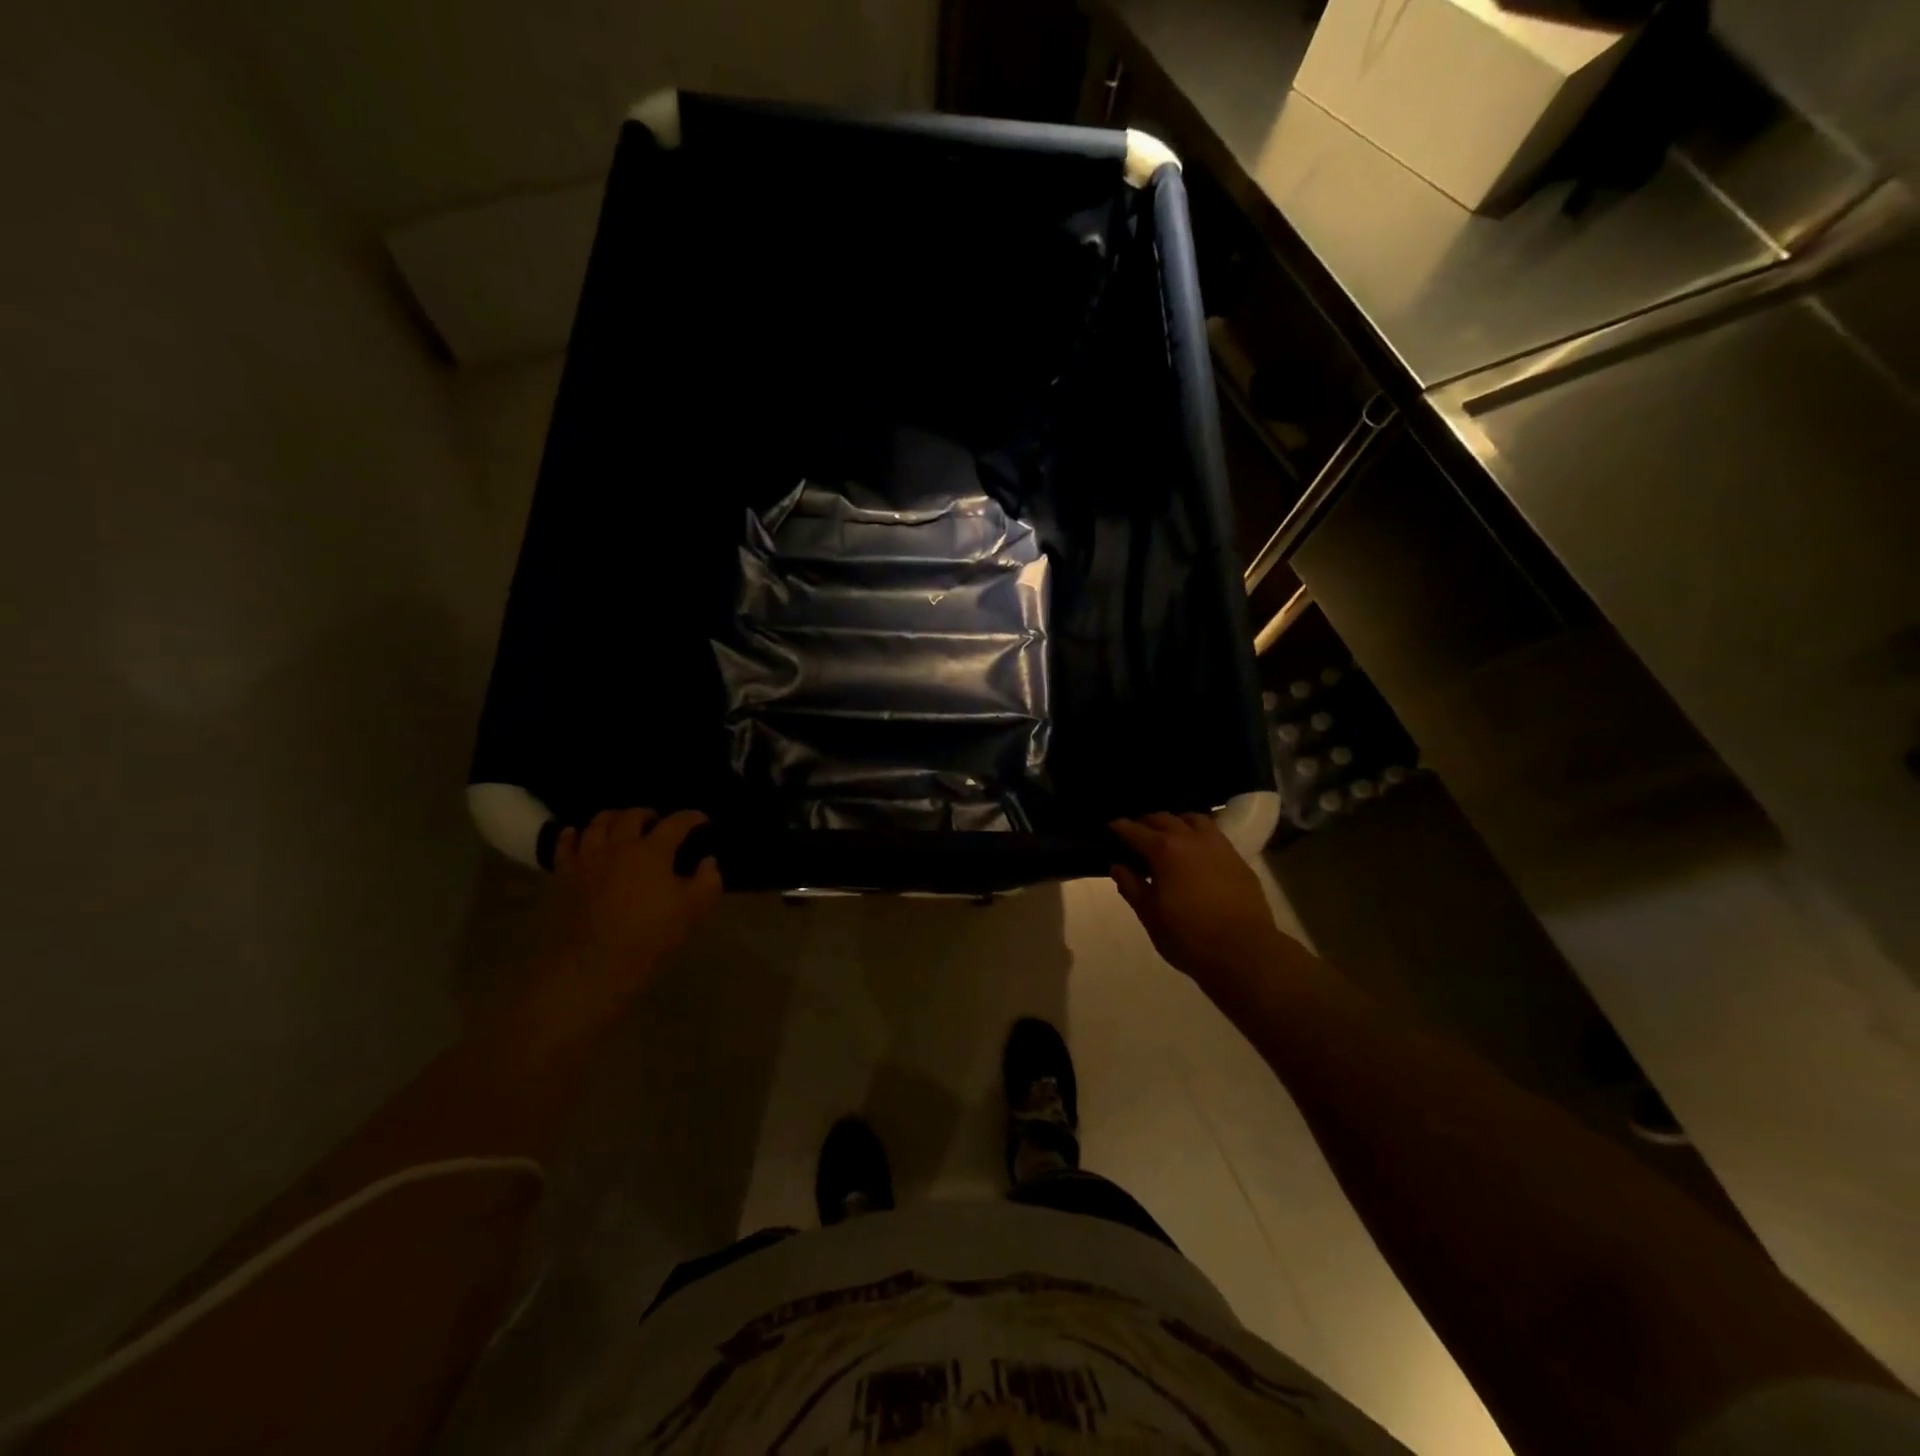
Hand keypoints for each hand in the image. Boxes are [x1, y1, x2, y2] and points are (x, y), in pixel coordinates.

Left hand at [536, 809, 721, 1017]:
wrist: (592, 967)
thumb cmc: (649, 938)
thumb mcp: (693, 912)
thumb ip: (708, 881)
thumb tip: (708, 861)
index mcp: (652, 851)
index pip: (676, 823)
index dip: (692, 818)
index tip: (702, 822)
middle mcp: (618, 845)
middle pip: (632, 816)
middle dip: (649, 814)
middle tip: (658, 823)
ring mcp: (587, 858)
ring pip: (597, 823)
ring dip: (613, 818)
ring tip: (621, 824)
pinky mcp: (563, 875)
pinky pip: (565, 844)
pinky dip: (573, 834)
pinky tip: (577, 834)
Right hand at [1110, 813, 1286, 986]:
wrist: (1244, 951)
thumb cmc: (1188, 936)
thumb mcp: (1150, 916)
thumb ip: (1131, 887)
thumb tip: (1118, 867)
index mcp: (1164, 851)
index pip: (1136, 831)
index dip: (1120, 827)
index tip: (1112, 826)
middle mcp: (1191, 839)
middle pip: (1164, 819)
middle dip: (1147, 822)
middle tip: (1137, 833)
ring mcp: (1218, 846)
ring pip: (1194, 819)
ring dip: (1177, 822)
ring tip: (1170, 835)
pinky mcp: (1238, 859)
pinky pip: (1214, 835)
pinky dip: (1199, 834)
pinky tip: (1197, 850)